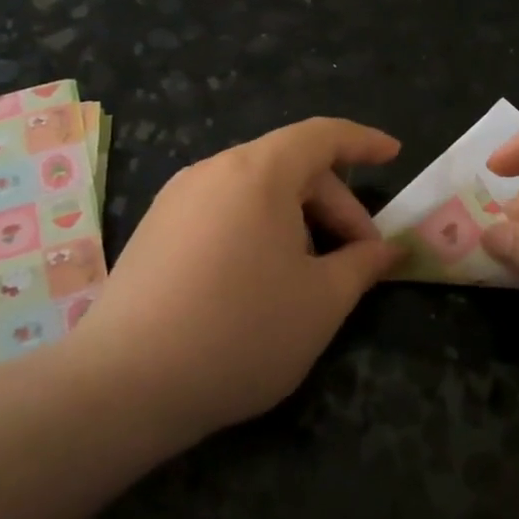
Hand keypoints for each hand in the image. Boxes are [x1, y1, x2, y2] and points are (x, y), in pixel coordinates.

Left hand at [73, 118, 402, 442]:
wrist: (124, 383)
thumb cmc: (241, 331)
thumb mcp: (321, 301)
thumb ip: (362, 264)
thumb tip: (388, 250)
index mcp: (258, 172)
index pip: (322, 135)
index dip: (363, 142)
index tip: (394, 154)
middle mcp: (213, 170)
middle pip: (290, 167)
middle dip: (334, 205)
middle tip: (359, 257)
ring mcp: (177, 198)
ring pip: (255, 192)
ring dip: (296, 221)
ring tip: (310, 276)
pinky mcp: (155, 230)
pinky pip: (223, 211)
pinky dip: (257, 230)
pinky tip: (260, 282)